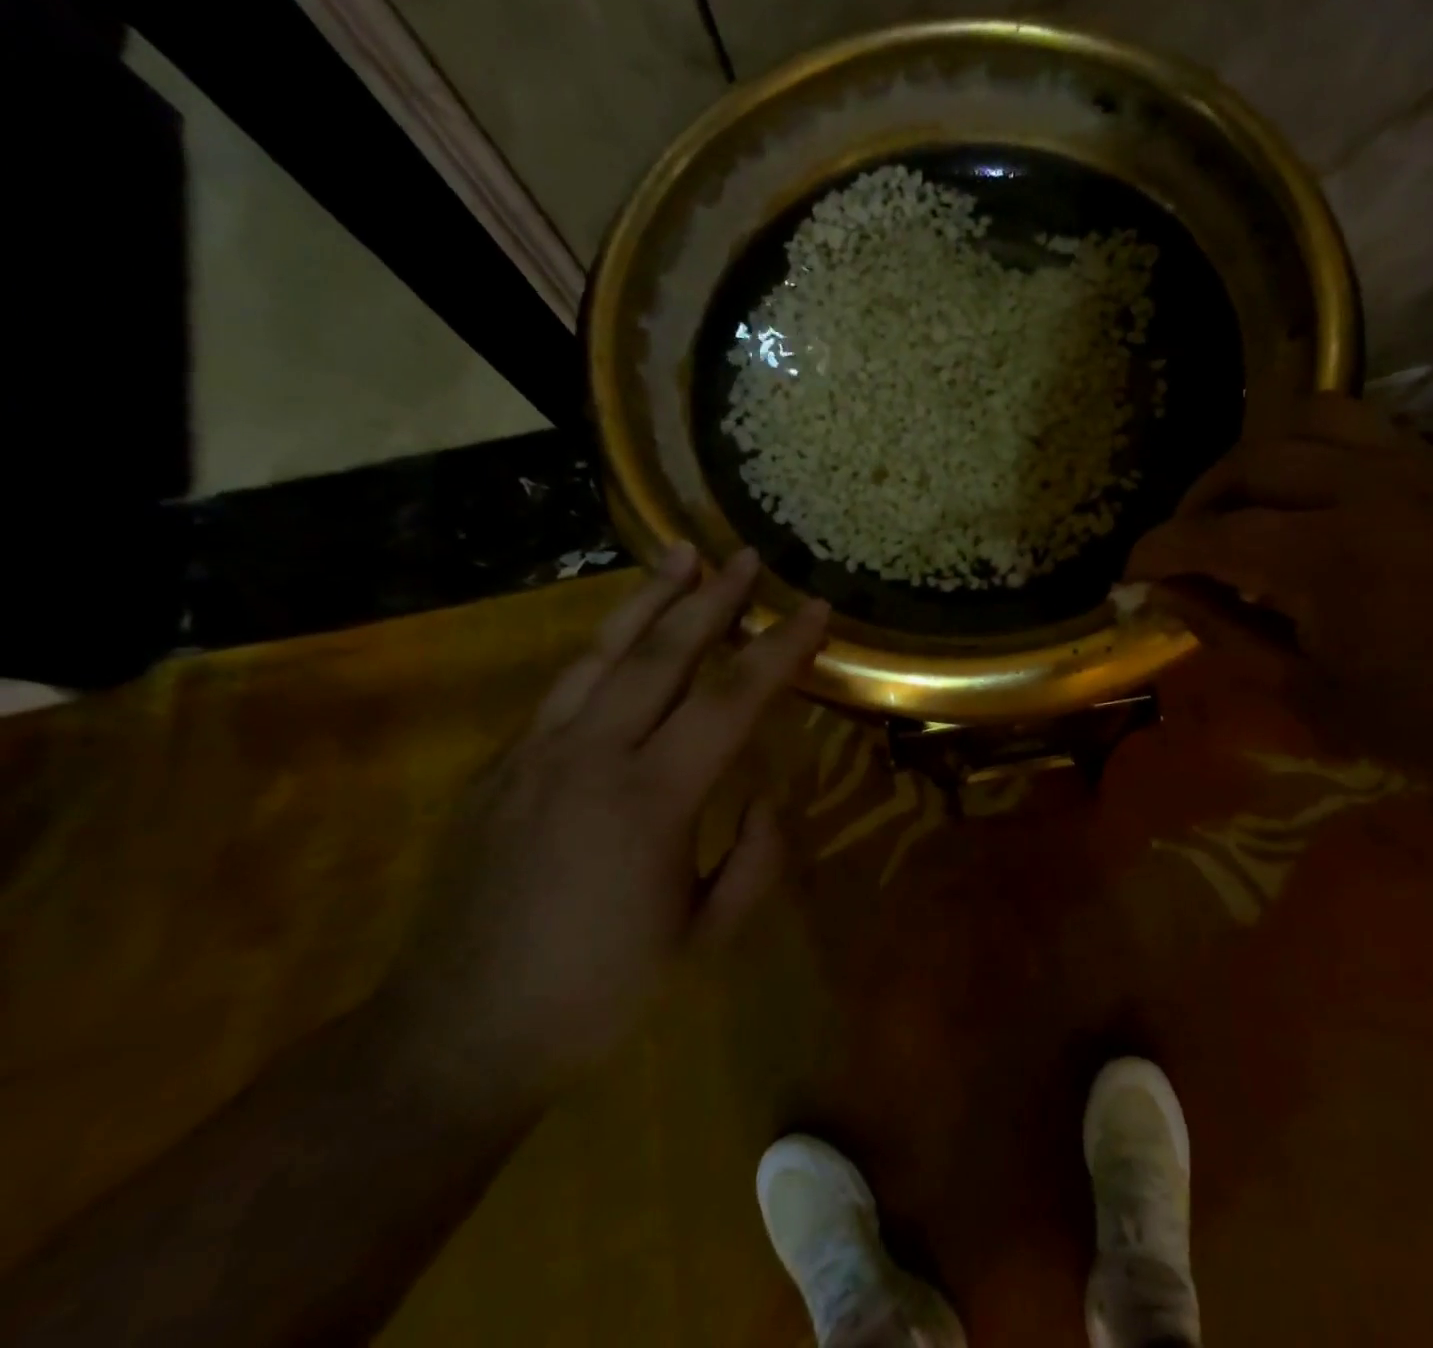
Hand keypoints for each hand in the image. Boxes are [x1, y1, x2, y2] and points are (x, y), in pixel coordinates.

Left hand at [381, 545, 828, 1105]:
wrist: (454, 1039)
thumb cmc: (597, 993)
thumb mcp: (705, 940)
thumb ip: (755, 859)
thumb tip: (765, 796)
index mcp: (651, 800)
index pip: (731, 700)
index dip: (779, 649)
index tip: (815, 609)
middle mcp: (590, 757)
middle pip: (662, 654)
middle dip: (712, 599)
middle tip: (746, 556)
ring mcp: (534, 755)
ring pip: (600, 654)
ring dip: (647, 601)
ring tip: (680, 556)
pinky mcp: (499, 768)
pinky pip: (561, 689)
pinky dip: (602, 649)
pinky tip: (620, 637)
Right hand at [1127, 394, 1432, 804]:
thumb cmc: (1414, 723)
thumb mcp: (1297, 689)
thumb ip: (1219, 627)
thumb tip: (1157, 589)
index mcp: (1324, 559)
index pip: (1209, 533)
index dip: (1156, 550)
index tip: (1128, 572)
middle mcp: (1367, 492)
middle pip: (1251, 459)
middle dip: (1196, 500)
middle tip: (1181, 545)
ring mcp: (1414, 470)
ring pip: (1306, 416)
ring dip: (1253, 457)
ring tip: (1237, 503)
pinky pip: (1360, 426)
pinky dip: (1311, 447)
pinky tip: (1300, 493)